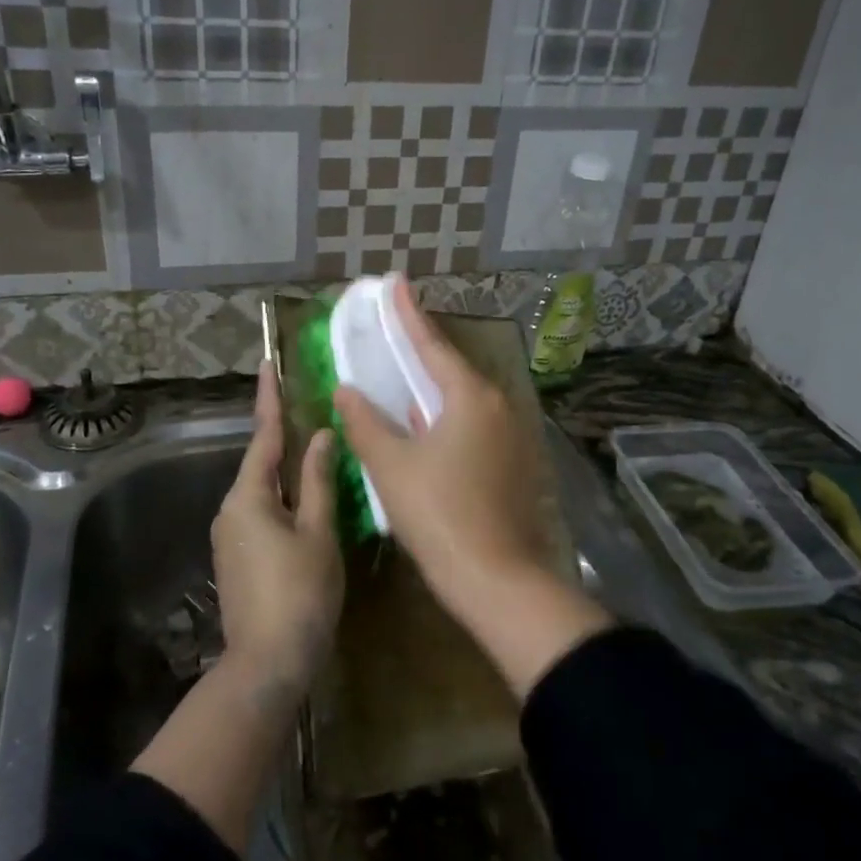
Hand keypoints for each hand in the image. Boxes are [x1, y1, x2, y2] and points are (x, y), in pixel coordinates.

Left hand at [210, 360, 343, 688]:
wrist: (268, 664)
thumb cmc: (299, 593)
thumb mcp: (318, 533)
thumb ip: (319, 482)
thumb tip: (320, 437)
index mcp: (248, 497)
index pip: (263, 436)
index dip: (269, 399)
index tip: (268, 364)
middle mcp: (231, 510)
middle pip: (261, 463)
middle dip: (282, 436)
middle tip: (307, 407)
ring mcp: (230, 537)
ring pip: (263, 490)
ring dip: (287, 471)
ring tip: (316, 451)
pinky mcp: (238, 559)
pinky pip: (262, 513)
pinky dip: (284, 498)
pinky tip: (308, 501)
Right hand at [333, 282, 560, 605]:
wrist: (496, 578)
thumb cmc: (438, 514)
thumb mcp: (391, 466)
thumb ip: (365, 422)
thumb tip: (346, 390)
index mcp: (470, 397)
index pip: (431, 344)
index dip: (407, 314)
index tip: (395, 283)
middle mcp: (498, 406)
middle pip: (451, 369)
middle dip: (421, 351)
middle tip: (393, 333)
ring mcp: (511, 436)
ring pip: (464, 400)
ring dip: (432, 389)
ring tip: (403, 378)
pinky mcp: (513, 463)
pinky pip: (474, 425)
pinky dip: (446, 418)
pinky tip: (425, 427)